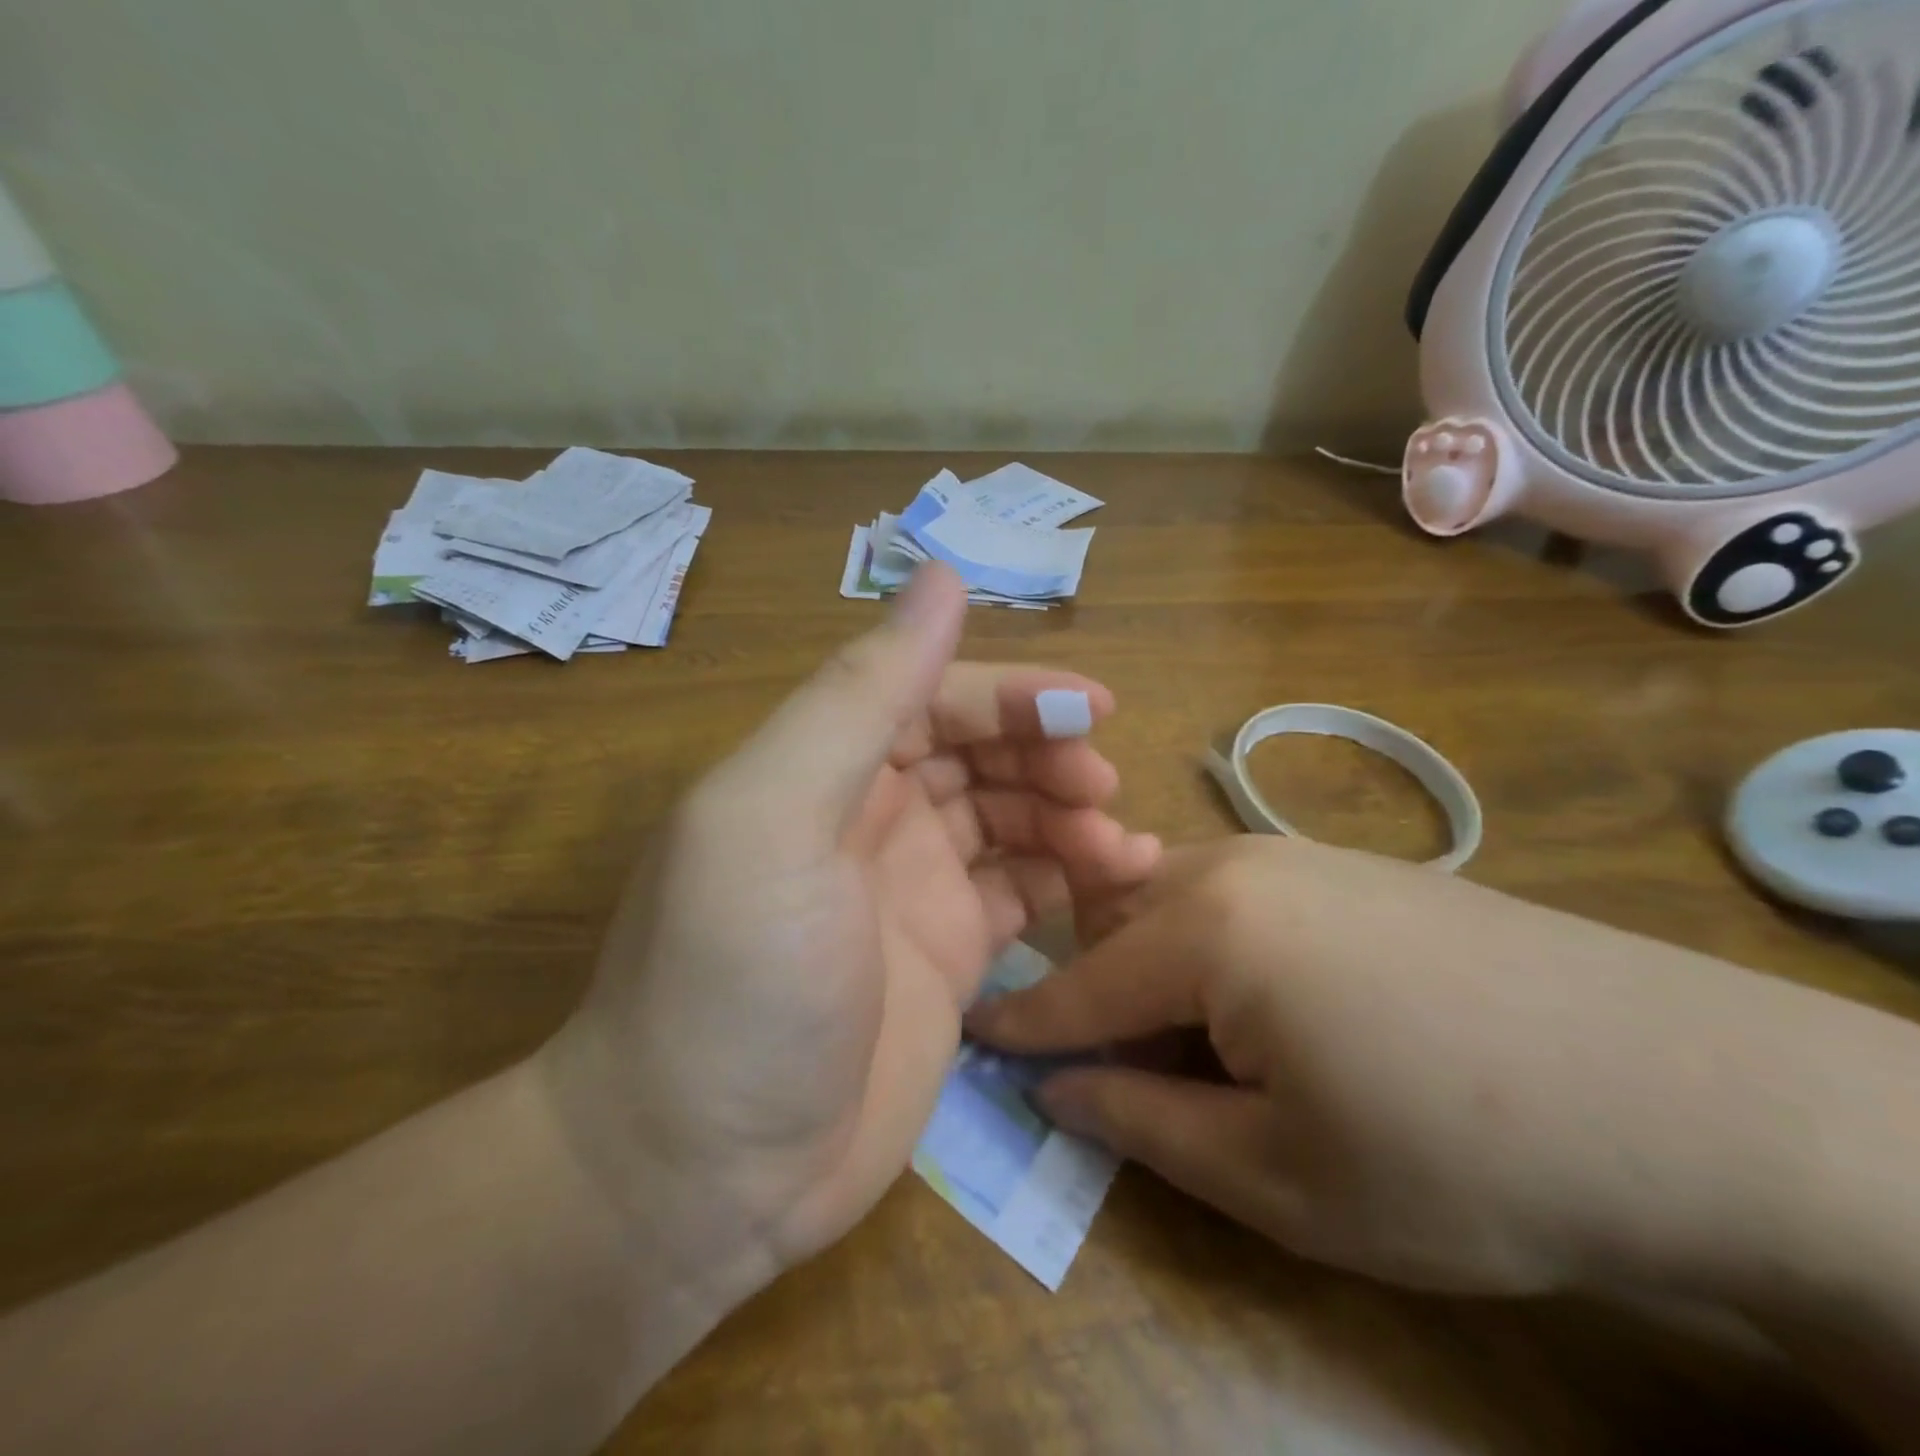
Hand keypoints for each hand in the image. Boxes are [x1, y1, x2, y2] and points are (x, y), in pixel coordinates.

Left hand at [538, 566, 1160, 1290]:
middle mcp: (868, 814)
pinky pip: (1021, 894)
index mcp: (822, 766)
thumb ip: (861, 694)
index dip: (1012, 693)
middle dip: (1046, 754)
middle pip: (977, 752)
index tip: (1093, 711)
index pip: (931, 695)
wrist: (702, 1173)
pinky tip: (1116, 882)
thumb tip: (939, 574)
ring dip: (1069, 817)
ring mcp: (911, 889)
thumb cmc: (735, 977)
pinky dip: (1069, 879)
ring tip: (1124, 847)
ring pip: (1009, 819)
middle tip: (1104, 786)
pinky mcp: (946, 958)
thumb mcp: (778, 813)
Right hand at [969, 836, 1834, 1300]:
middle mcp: (1233, 863)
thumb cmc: (1457, 1154)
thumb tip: (1056, 1088)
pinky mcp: (1345, 864)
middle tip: (1102, 1061)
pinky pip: (1232, 892)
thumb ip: (1142, 1121)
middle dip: (1090, 989)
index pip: (1079, 982)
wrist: (1685, 1093)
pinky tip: (1262, 1003)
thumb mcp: (1277, 1176)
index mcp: (1204, 926)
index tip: (974, 1037)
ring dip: (1152, 963)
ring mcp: (1295, 852)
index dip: (1022, 1021)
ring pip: (1171, 898)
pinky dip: (1207, 943)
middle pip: (1116, 921)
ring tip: (1188, 1042)